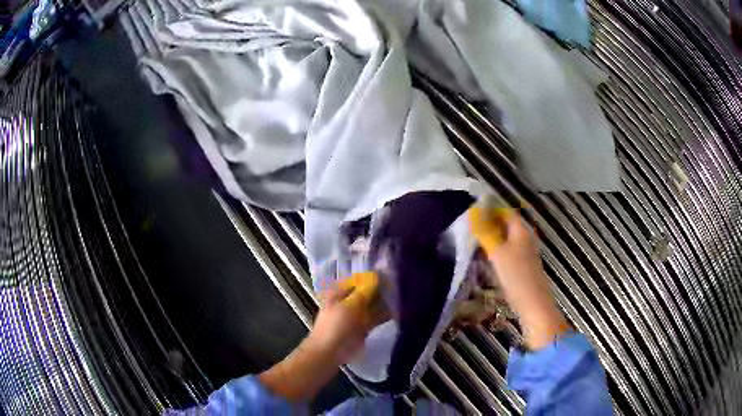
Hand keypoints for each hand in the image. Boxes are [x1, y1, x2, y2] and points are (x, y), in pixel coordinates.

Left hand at [259, 273, 388, 400]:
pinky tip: (398, 311)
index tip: (390, 276)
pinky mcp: (363, 327)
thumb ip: (365, 291)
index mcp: (339, 293)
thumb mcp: (350, 306)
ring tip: (401, 297)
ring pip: (373, 305)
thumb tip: (377, 276)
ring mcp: (356, 315)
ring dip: (385, 302)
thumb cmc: (336, 326)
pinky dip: (386, 314)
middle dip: (381, 290)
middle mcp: (348, 301)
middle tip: (399, 286)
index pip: (358, 280)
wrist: (330, 352)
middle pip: (367, 292)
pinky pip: (376, 317)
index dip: (373, 278)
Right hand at [469, 207, 569, 349]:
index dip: (490, 211)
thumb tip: (473, 212)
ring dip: (491, 241)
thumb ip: (485, 232)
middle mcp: (525, 239)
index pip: (505, 212)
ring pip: (506, 241)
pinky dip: (496, 254)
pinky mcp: (522, 268)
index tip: (471, 215)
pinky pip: (508, 254)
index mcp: (521, 231)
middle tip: (469, 231)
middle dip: (488, 226)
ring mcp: (525, 254)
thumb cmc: (516, 276)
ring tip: (473, 245)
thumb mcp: (497, 252)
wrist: (533, 305)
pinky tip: (485, 262)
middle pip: (506, 226)